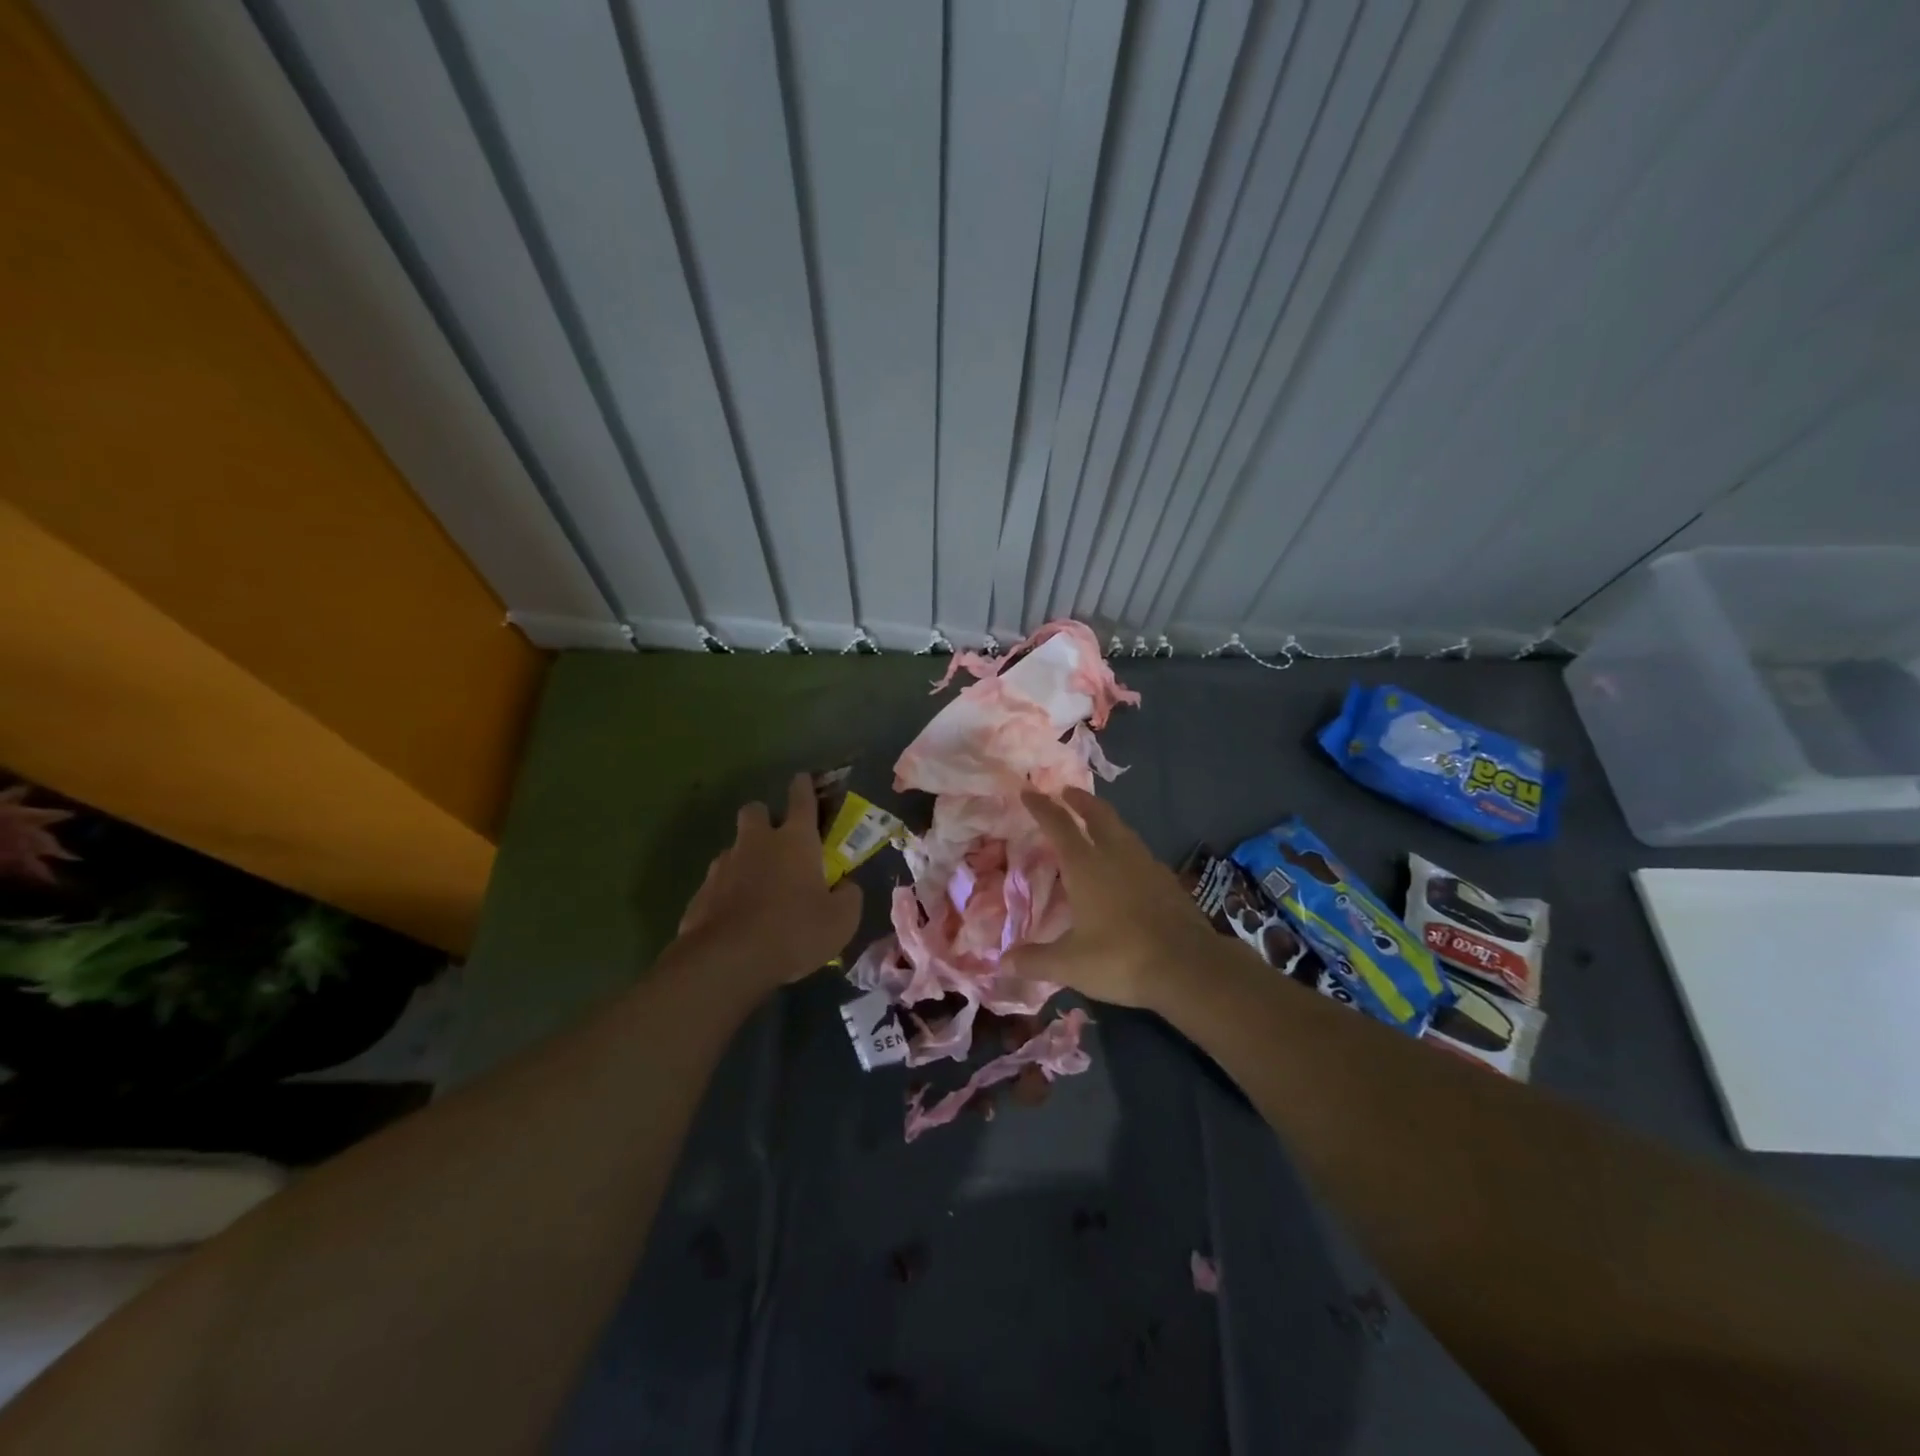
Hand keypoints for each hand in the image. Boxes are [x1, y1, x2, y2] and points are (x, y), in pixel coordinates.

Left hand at [671, 774, 861, 993]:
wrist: (728, 960)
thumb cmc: (794, 931)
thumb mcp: (841, 920)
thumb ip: (849, 896)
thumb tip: (846, 886)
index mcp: (795, 840)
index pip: (801, 799)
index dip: (804, 786)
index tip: (803, 779)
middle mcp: (757, 843)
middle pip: (755, 811)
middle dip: (765, 817)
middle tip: (777, 841)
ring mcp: (724, 865)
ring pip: (734, 847)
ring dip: (746, 857)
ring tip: (758, 886)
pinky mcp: (701, 892)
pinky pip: (718, 881)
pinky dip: (729, 890)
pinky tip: (737, 915)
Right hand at [1015, 787, 1220, 1009]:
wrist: (1188, 967)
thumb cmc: (1121, 959)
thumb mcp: (1070, 964)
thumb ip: (1034, 960)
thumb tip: (1002, 963)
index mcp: (1086, 866)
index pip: (1059, 825)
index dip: (1042, 807)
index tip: (1029, 792)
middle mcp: (1116, 855)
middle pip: (1097, 814)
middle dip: (1080, 800)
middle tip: (1067, 792)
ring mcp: (1147, 865)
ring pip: (1122, 830)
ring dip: (1105, 819)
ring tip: (1095, 823)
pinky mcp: (1168, 881)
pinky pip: (1140, 853)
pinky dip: (1125, 847)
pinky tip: (1126, 864)